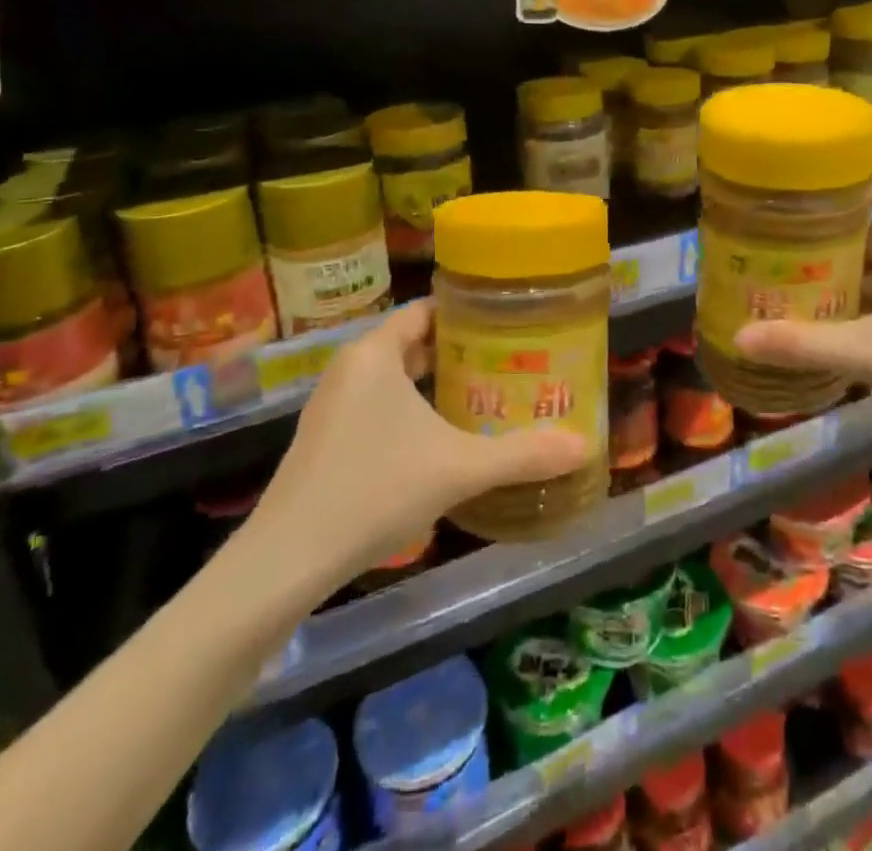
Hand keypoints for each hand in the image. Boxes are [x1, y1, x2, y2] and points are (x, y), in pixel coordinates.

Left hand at [236, 301, 590, 598]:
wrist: (286, 561)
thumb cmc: (374, 490)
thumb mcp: (458, 468)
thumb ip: (522, 455)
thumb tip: (585, 446)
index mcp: (374, 354)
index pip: (425, 310)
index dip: (465, 312)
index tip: (506, 321)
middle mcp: (350, 369)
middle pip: (412, 344)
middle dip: (458, 352)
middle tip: (507, 361)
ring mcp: (332, 406)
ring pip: (394, 379)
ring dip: (434, 384)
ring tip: (484, 396)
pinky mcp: (325, 441)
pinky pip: (377, 407)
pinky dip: (410, 411)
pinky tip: (440, 440)